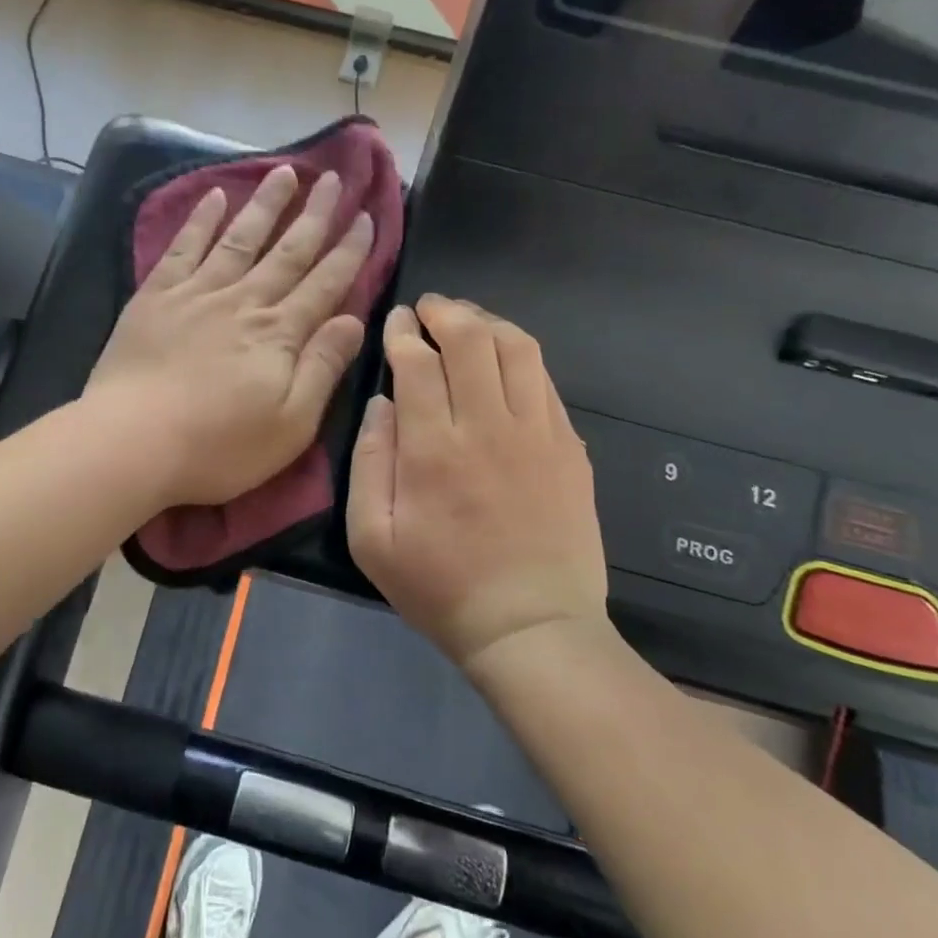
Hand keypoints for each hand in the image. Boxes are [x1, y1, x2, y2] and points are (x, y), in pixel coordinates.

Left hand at [87, 165, 372, 508]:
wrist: (132, 442)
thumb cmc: (218, 446)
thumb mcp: (291, 424)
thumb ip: (323, 367)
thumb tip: (354, 320)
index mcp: (280, 333)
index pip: (325, 284)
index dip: (349, 250)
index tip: (366, 217)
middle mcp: (244, 301)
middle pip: (288, 251)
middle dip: (315, 214)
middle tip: (335, 178)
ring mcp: (198, 293)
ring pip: (241, 238)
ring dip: (266, 204)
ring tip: (285, 172)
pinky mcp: (156, 296)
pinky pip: (184, 247)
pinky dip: (201, 219)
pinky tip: (215, 195)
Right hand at [347, 295, 611, 667]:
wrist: (531, 627)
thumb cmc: (440, 587)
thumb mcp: (372, 538)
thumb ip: (369, 462)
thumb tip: (380, 404)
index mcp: (433, 448)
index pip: (417, 361)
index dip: (403, 331)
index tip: (396, 321)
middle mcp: (488, 426)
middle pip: (471, 338)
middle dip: (445, 311)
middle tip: (428, 309)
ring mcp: (537, 433)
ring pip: (517, 348)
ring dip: (487, 323)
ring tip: (468, 323)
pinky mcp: (569, 447)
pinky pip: (546, 380)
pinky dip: (520, 356)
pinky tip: (505, 363)